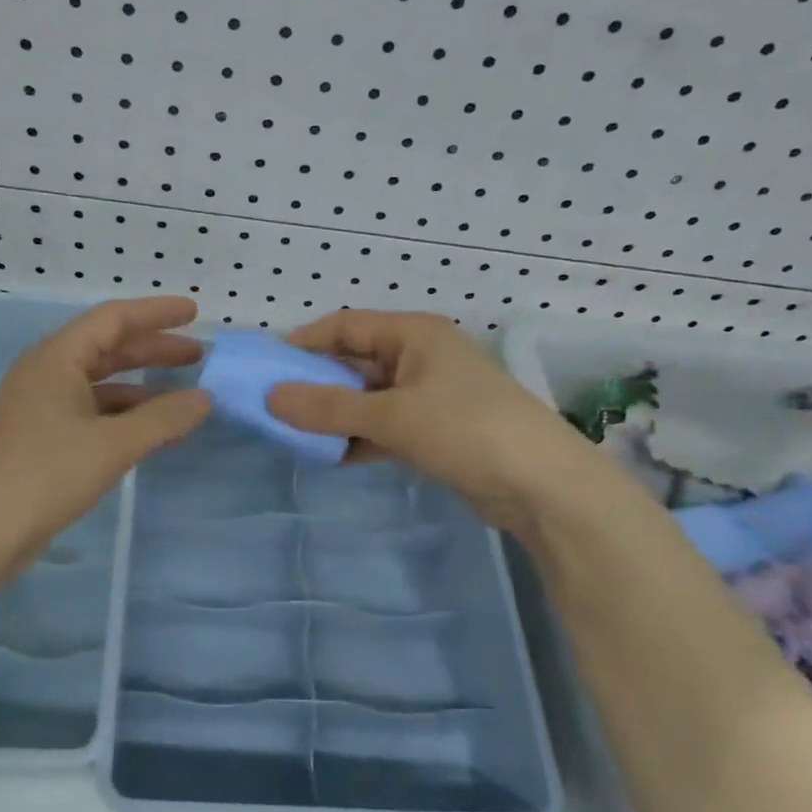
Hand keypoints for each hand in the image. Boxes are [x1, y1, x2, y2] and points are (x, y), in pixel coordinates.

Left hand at [0, 296, 210, 556]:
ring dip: (142, 389)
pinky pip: (92, 414)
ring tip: (184, 400)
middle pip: (108, 349)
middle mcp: (47, 373)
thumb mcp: (112, 444)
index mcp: (57, 358)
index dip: (156, 312)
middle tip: (197, 356)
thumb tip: (205, 398)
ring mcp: (41, 407)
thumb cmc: (45, 474)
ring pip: (101, 385)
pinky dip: (124, 418)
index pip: (113, 318)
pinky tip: (151, 434)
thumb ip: (163, 418)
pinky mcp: (41, 439)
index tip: (194, 312)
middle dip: (153, 350)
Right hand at [266, 310, 597, 527]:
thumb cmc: (466, 429)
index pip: (347, 325)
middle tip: (275, 405)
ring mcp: (430, 395)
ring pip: (368, 398)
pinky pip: (385, 426)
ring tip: (294, 434)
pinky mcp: (436, 431)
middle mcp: (420, 357)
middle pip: (356, 361)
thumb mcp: (392, 416)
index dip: (307, 341)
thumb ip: (328, 409)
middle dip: (317, 383)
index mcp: (414, 334)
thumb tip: (271, 399)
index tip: (268, 366)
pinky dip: (359, 438)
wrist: (542, 486)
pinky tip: (331, 457)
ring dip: (336, 415)